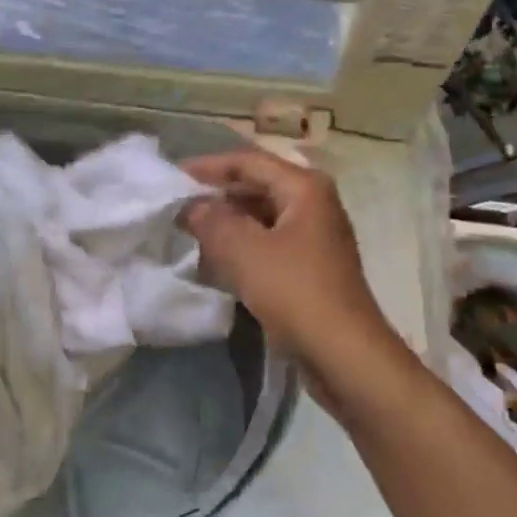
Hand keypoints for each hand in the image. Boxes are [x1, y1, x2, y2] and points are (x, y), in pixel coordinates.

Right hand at [182, 148, 408, 402]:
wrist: (344, 354)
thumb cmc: (295, 292)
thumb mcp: (243, 251)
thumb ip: (211, 220)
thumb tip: (191, 205)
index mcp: (304, 188)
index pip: (248, 162)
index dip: (208, 166)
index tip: (172, 177)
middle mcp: (314, 204)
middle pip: (257, 187)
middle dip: (217, 196)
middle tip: (177, 206)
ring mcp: (315, 237)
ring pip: (261, 217)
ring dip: (227, 223)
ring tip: (189, 233)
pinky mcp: (311, 267)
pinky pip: (268, 243)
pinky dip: (242, 247)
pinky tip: (215, 261)